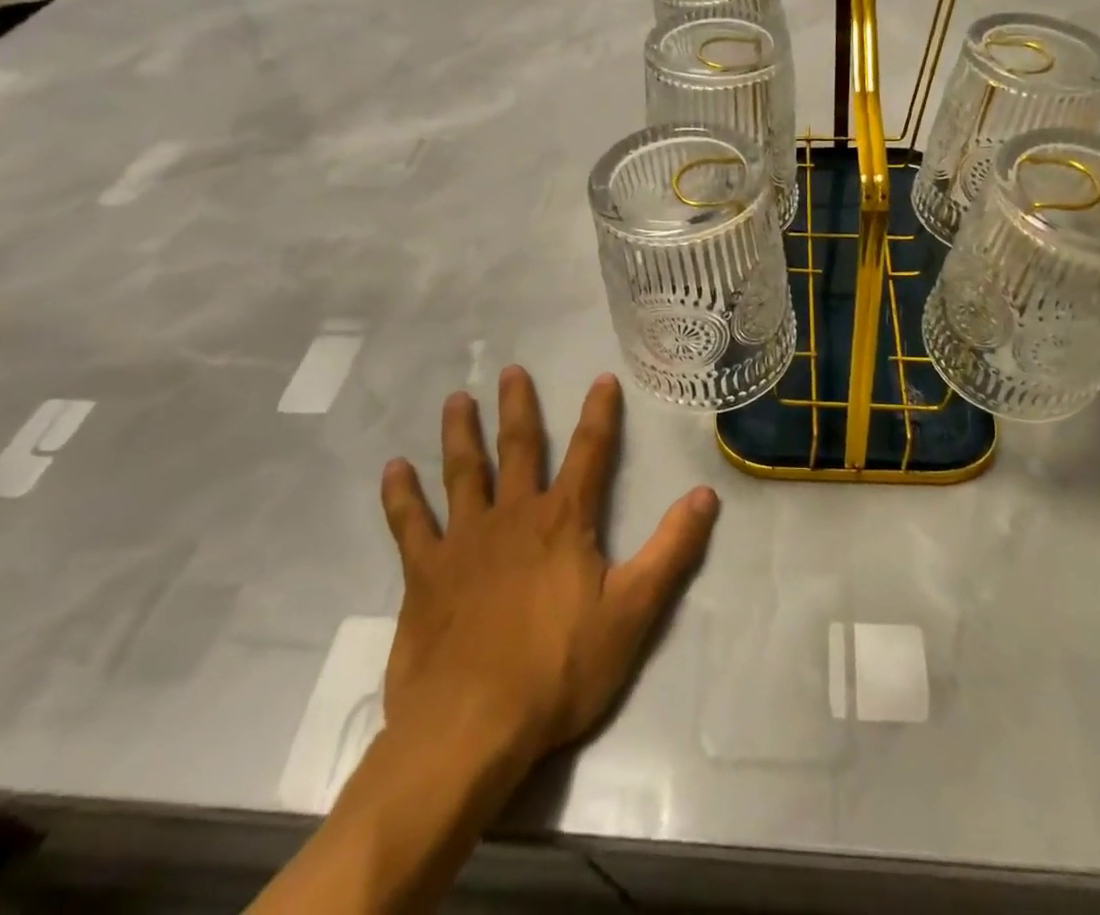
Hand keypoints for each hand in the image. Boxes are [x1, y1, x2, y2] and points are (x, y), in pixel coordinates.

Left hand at [377, 366, 719, 771]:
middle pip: (519, 448)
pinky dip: (401, 495)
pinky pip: (410, 524)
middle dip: (518, 407)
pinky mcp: (426, 574)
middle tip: (512, 370)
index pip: (590, 452)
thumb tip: (705, 494)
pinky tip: (394, 469)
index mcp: (564, 520)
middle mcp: (514, 515)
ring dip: (461, 434)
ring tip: (457, 399)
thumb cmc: (559, 669)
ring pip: (464, 473)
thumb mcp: (633, 612)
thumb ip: (671, 550)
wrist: (471, 727)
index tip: (601, 378)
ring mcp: (465, 541)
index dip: (599, 413)